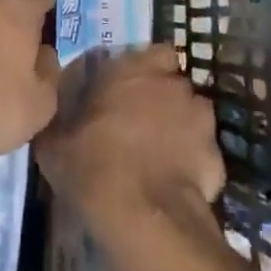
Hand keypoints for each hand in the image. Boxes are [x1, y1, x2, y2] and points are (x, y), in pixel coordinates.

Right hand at [35, 45, 223, 226]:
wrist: (143, 217)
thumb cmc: (93, 166)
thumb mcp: (54, 143)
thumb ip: (59, 118)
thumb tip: (52, 110)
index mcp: (134, 70)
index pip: (156, 53)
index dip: (147, 69)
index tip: (130, 89)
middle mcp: (172, 85)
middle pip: (174, 84)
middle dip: (164, 98)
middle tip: (142, 123)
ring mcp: (201, 120)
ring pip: (192, 115)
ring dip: (181, 127)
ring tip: (161, 155)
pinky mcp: (217, 156)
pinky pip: (203, 152)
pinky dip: (193, 163)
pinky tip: (175, 183)